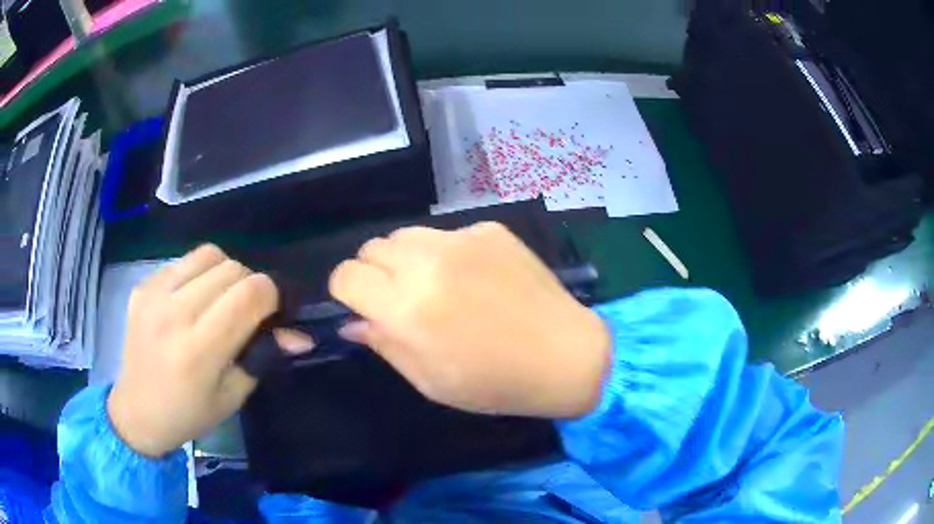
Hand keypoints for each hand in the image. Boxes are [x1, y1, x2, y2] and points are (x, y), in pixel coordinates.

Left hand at [107, 245, 312, 457]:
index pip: (249, 295)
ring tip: (220, 300)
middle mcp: (173, 314)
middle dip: (251, 286)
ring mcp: (153, 294)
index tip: (273, 314)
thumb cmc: (189, 413)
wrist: (137, 411)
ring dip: (226, 273)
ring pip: (209, 255)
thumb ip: (264, 356)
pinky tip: (192, 300)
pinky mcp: (142, 285)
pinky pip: (184, 261)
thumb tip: (299, 335)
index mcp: (198, 351)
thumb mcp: (233, 395)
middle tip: (247, 313)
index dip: (272, 297)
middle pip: (232, 269)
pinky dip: (199, 274)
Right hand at [330, 222, 610, 418]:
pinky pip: (447, 234)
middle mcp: (427, 263)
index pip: (346, 275)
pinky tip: (473, 278)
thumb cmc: (495, 383)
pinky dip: (445, 253)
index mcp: (407, 308)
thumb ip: (384, 344)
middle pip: (372, 248)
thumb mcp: (430, 380)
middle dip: (373, 273)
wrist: (564, 355)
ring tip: (432, 284)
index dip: (346, 291)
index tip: (361, 306)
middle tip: (398, 299)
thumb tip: (352, 322)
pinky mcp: (489, 230)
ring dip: (404, 258)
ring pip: (405, 234)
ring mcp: (462, 240)